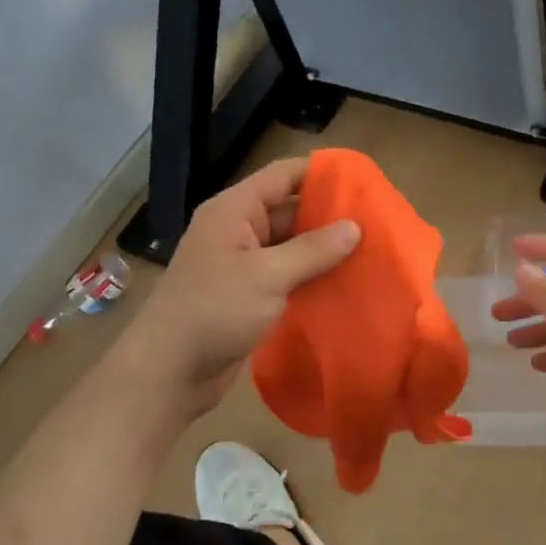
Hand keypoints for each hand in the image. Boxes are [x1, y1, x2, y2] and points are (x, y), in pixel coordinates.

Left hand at [109, 158, 359, 420]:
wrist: (169, 371)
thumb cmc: (214, 311)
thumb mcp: (267, 276)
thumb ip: (312, 250)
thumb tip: (354, 227)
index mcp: (234, 210)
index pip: (283, 175)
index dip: (320, 173)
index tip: (363, 181)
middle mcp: (237, 229)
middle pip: (289, 208)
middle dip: (329, 215)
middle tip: (376, 222)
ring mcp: (242, 263)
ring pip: (290, 245)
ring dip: (323, 249)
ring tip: (370, 251)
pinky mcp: (248, 294)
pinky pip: (285, 274)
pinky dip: (311, 276)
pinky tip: (344, 283)